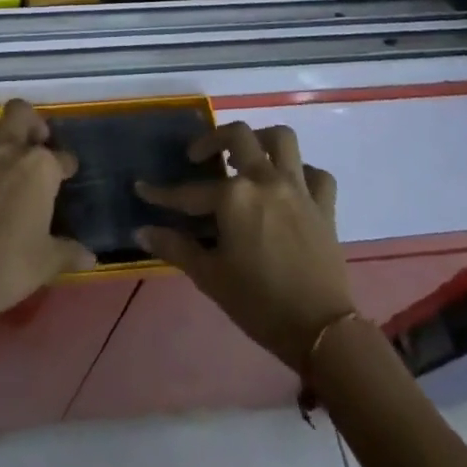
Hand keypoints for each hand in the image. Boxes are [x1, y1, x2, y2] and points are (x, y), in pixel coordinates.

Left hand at [0, 99, 94, 332]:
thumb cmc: (10, 262)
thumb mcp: (46, 261)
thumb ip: (68, 252)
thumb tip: (89, 257)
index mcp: (39, 166)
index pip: (61, 157)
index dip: (67, 166)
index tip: (68, 175)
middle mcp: (10, 151)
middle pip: (20, 113)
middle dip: (32, 123)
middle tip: (39, 145)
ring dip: (2, 135)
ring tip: (12, 160)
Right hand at [137, 123, 355, 370]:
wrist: (321, 331)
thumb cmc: (259, 303)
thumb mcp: (210, 277)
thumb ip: (175, 248)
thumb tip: (142, 231)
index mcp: (234, 197)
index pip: (189, 191)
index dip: (162, 193)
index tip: (142, 188)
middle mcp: (265, 180)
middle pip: (238, 136)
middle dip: (213, 139)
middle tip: (200, 157)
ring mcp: (298, 189)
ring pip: (282, 140)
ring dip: (261, 139)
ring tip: (247, 155)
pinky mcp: (324, 205)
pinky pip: (316, 174)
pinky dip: (302, 173)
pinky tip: (289, 185)